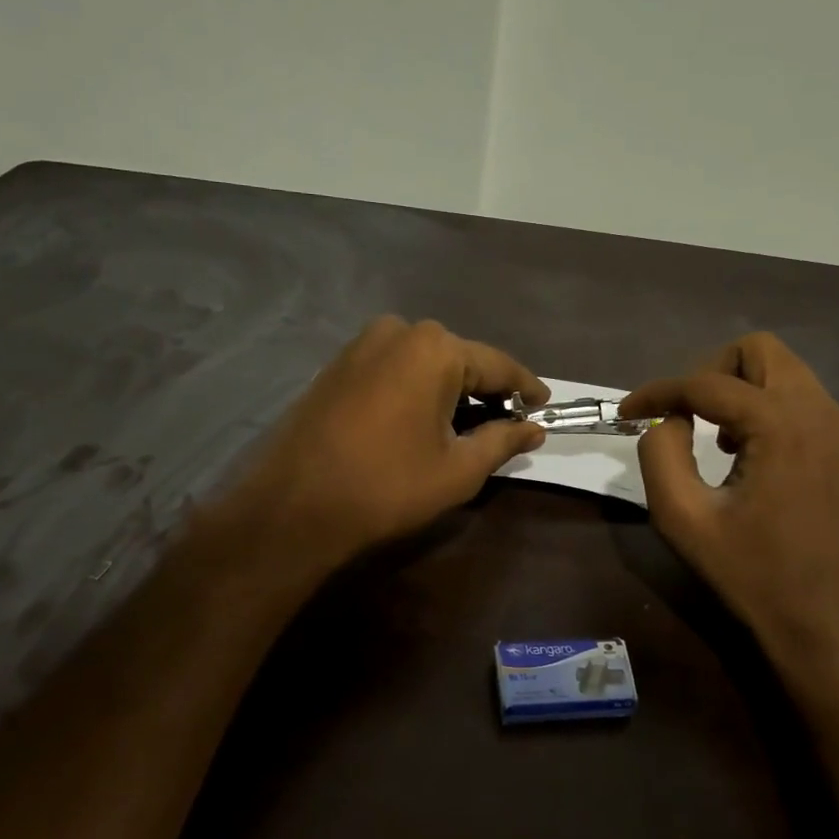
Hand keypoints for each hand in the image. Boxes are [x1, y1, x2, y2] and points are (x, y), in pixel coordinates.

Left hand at [215, 316, 548, 569]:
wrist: (294, 506)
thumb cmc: (387, 486)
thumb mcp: (458, 469)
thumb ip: (502, 441)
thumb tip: (533, 429)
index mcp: (435, 349)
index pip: (498, 364)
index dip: (526, 387)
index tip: (545, 404)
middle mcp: (399, 331)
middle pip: (459, 358)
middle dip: (486, 388)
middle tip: (507, 419)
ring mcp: (361, 344)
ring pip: (424, 362)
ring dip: (449, 388)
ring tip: (467, 423)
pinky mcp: (337, 364)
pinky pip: (393, 368)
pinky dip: (416, 388)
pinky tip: (423, 417)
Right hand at [620, 334, 838, 701]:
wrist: (825, 625)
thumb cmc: (750, 574)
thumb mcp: (682, 517)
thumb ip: (660, 453)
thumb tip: (668, 420)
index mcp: (780, 423)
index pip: (706, 383)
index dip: (657, 391)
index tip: (626, 411)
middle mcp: (820, 412)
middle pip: (759, 350)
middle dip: (710, 372)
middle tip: (684, 414)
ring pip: (785, 373)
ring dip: (740, 391)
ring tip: (714, 440)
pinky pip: (803, 404)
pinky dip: (767, 411)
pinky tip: (750, 458)